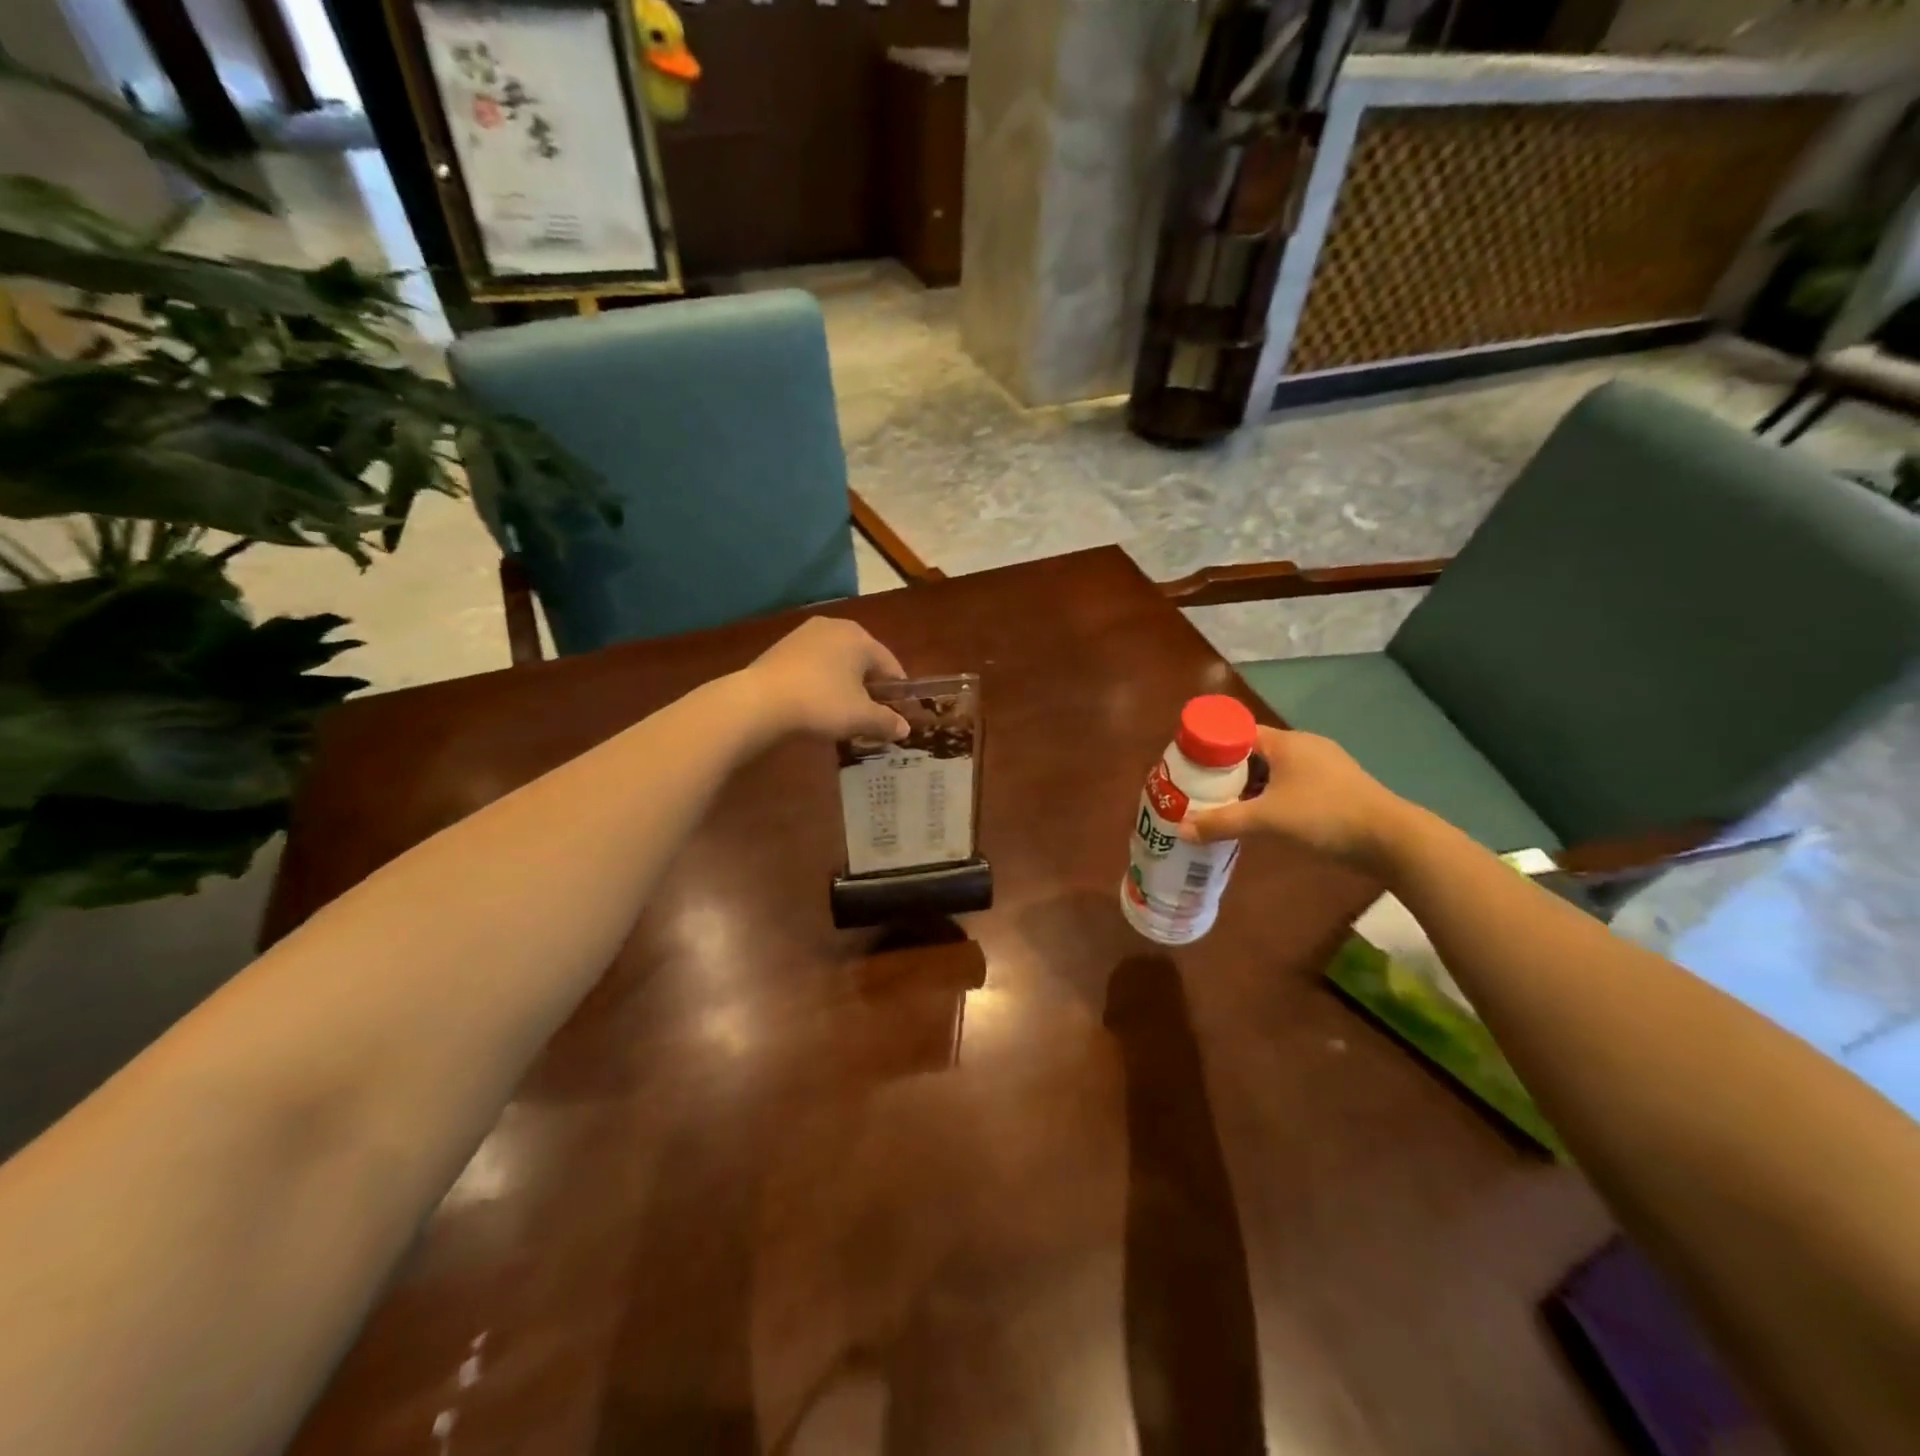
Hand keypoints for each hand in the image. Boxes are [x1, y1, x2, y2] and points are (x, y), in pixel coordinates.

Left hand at [739, 618, 909, 742]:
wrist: (759, 702)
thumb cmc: (821, 703)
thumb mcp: (861, 718)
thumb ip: (887, 722)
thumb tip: (904, 728)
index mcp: (861, 637)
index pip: (891, 666)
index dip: (898, 693)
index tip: (898, 716)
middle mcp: (836, 626)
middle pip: (863, 661)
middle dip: (870, 688)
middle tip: (870, 716)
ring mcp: (805, 634)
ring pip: (837, 662)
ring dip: (844, 685)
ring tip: (842, 713)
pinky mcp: (782, 647)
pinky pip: (814, 665)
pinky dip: (821, 682)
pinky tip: (815, 704)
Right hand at [1180, 726, 1414, 872]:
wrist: (1390, 839)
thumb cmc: (1324, 816)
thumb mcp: (1266, 820)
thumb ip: (1222, 823)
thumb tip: (1181, 830)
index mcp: (1285, 742)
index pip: (1237, 732)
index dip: (1211, 747)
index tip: (1189, 766)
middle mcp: (1304, 746)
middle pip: (1254, 752)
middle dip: (1227, 770)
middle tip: (1201, 790)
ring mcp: (1324, 766)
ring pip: (1274, 769)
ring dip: (1250, 785)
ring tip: (1226, 806)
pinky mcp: (1336, 786)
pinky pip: (1292, 783)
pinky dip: (1272, 795)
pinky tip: (1263, 816)